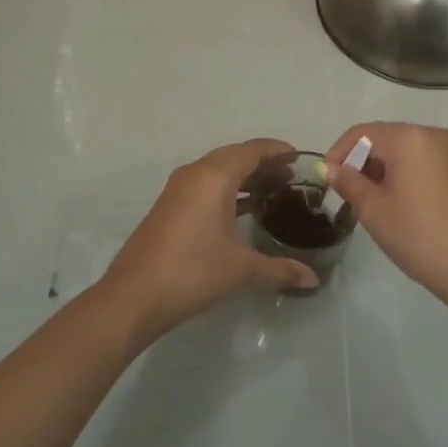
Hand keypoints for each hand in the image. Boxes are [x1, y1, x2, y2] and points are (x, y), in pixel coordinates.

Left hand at [98, 138, 320, 343]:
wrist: (134, 296)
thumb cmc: (192, 272)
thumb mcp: (242, 270)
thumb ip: (280, 269)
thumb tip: (313, 279)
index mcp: (214, 176)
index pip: (252, 150)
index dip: (277, 150)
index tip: (300, 159)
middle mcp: (195, 173)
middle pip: (234, 156)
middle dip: (262, 163)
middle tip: (291, 178)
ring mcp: (178, 189)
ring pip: (217, 170)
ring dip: (243, 177)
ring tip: (272, 193)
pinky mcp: (169, 206)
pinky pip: (205, 185)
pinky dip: (226, 190)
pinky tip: (242, 211)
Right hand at [325, 122, 447, 310]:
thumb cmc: (421, 236)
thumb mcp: (375, 210)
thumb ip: (348, 182)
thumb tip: (330, 168)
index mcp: (410, 137)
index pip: (362, 133)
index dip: (338, 153)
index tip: (326, 181)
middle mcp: (434, 136)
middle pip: (385, 139)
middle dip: (361, 163)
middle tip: (348, 195)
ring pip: (406, 153)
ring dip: (383, 171)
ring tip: (373, 204)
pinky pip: (425, 164)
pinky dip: (406, 177)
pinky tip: (402, 208)